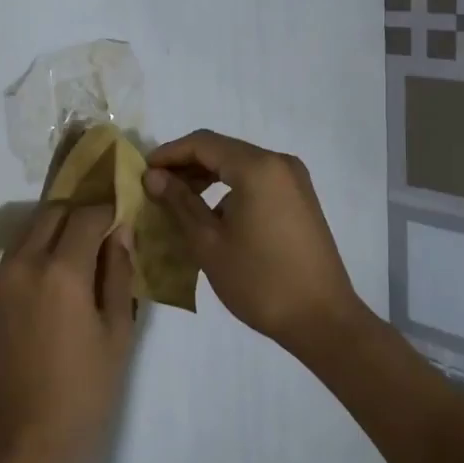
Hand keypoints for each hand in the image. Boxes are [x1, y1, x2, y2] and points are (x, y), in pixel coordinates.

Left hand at [0, 203, 136, 462]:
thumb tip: (120, 234)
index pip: (86, 214)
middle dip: (77, 215)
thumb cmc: (82, 394)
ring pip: (25, 238)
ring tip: (73, 268)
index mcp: (61, 271)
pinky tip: (45, 303)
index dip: (107, 210)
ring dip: (51, 238)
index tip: (121, 217)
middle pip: (50, 214)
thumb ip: (118, 276)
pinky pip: (9, 270)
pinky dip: (31, 268)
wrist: (18, 445)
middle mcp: (22, 266)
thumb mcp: (116, 335)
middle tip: (99, 236)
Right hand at [144, 130, 371, 350]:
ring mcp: (294, 180)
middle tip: (155, 187)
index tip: (141, 171)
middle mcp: (279, 163)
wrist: (322, 319)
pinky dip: (230, 188)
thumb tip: (153, 176)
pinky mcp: (300, 198)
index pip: (203, 143)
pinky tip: (212, 215)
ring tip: (178, 202)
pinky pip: (257, 180)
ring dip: (207, 177)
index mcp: (257, 168)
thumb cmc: (259, 281)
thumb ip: (179, 203)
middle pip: (223, 150)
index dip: (169, 153)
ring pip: (240, 165)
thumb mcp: (209, 242)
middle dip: (186, 164)